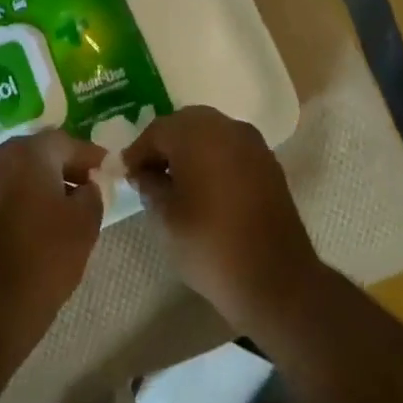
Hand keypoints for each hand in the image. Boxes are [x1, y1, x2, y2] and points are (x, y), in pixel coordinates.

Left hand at [0, 130, 106, 357]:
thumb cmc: (45, 257)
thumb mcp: (85, 222)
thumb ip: (92, 193)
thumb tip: (86, 186)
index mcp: (27, 152)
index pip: (65, 142)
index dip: (89, 155)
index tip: (107, 168)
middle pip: (37, 152)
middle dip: (63, 165)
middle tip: (88, 184)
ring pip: (16, 170)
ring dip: (41, 180)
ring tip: (65, 205)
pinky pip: (1, 188)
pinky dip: (21, 195)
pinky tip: (38, 218)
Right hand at [123, 106, 321, 330]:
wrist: (276, 278)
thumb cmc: (210, 245)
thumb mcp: (165, 218)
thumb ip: (149, 186)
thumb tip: (144, 173)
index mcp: (197, 135)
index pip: (157, 131)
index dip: (138, 152)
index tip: (126, 175)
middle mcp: (227, 128)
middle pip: (185, 124)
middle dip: (164, 144)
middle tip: (148, 173)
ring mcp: (252, 143)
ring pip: (210, 132)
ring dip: (189, 149)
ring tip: (175, 181)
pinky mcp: (268, 162)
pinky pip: (231, 147)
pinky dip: (213, 158)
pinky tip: (204, 186)